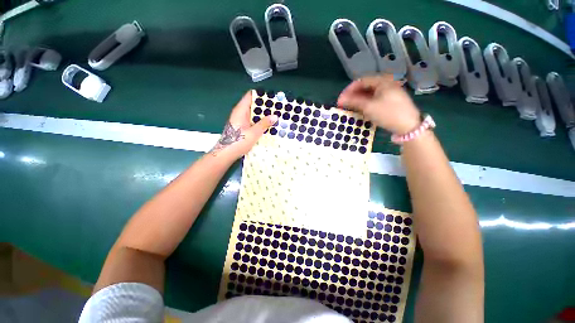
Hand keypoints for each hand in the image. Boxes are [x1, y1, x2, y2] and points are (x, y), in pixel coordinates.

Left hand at [211, 91, 277, 159]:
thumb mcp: (254, 133)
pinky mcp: (242, 127)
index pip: (250, 96)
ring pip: (253, 113)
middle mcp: (240, 113)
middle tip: (277, 108)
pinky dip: (259, 121)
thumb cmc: (238, 141)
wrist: (226, 154)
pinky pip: (252, 120)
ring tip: (275, 116)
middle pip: (253, 104)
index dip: (261, 95)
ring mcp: (240, 120)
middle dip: (264, 106)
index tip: (272, 97)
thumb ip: (264, 124)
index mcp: (241, 110)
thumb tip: (275, 116)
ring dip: (263, 114)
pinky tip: (268, 125)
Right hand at [338, 74, 420, 133]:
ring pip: (369, 93)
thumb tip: (341, 99)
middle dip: (353, 95)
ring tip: (351, 108)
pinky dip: (366, 103)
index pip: (361, 81)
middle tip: (344, 104)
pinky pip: (375, 98)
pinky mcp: (390, 100)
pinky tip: (361, 109)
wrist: (408, 126)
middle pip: (365, 87)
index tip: (340, 99)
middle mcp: (386, 83)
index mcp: (382, 81)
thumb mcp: (369, 107)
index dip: (348, 90)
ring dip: (359, 99)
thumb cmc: (388, 113)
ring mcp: (389, 92)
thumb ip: (354, 101)